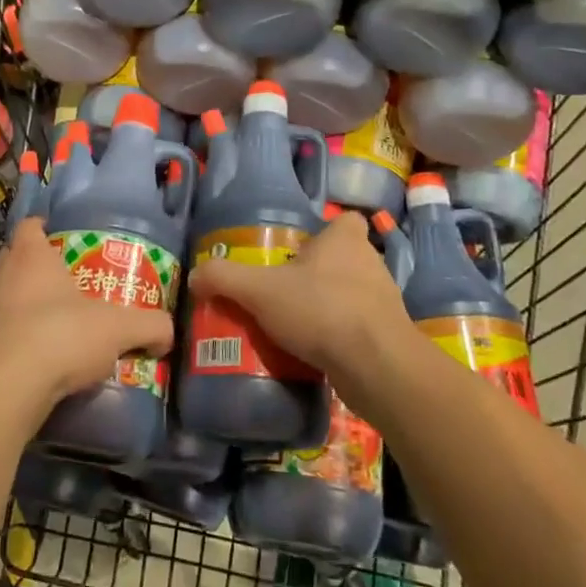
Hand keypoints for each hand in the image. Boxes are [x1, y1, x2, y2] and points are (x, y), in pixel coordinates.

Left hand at [0, 218, 174, 412]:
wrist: (5, 389)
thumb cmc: (60, 335)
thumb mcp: (118, 328)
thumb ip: (149, 326)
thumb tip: (167, 333)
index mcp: (31, 257)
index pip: (29, 227)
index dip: (42, 229)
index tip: (58, 236)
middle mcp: (1, 277)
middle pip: (15, 261)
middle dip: (36, 269)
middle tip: (65, 283)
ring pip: (5, 300)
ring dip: (25, 309)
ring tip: (55, 326)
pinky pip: (0, 337)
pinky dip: (16, 343)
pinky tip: (39, 362)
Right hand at [187, 212, 411, 394]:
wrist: (377, 366)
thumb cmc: (320, 309)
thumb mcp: (259, 291)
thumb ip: (224, 278)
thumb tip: (195, 275)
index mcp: (346, 239)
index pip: (344, 221)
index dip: (324, 232)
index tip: (298, 252)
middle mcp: (371, 262)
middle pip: (343, 258)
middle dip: (318, 273)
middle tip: (286, 291)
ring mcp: (385, 300)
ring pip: (352, 294)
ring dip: (329, 306)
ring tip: (297, 325)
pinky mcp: (390, 335)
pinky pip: (359, 327)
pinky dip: (341, 336)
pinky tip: (316, 351)